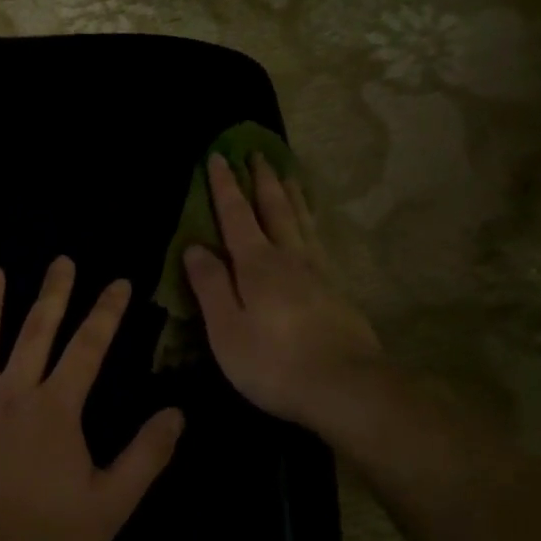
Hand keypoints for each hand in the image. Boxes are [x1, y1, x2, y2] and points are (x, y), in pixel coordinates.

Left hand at [0, 258, 185, 540]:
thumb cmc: (49, 538)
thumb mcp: (112, 503)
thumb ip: (146, 455)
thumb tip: (177, 413)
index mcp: (56, 409)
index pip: (89, 348)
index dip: (106, 312)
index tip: (119, 281)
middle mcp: (13, 394)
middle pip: (36, 332)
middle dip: (53, 294)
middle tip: (61, 261)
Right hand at [183, 152, 383, 428]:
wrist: (345, 387)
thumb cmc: (274, 363)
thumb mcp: (226, 329)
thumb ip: (211, 286)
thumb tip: (194, 246)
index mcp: (257, 266)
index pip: (236, 216)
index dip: (224, 187)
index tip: (217, 156)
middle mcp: (289, 259)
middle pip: (275, 210)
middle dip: (262, 181)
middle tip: (257, 152)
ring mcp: (318, 273)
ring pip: (302, 222)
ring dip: (291, 195)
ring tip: (287, 174)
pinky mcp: (337, 291)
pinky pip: (319, 241)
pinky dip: (312, 223)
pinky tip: (312, 227)